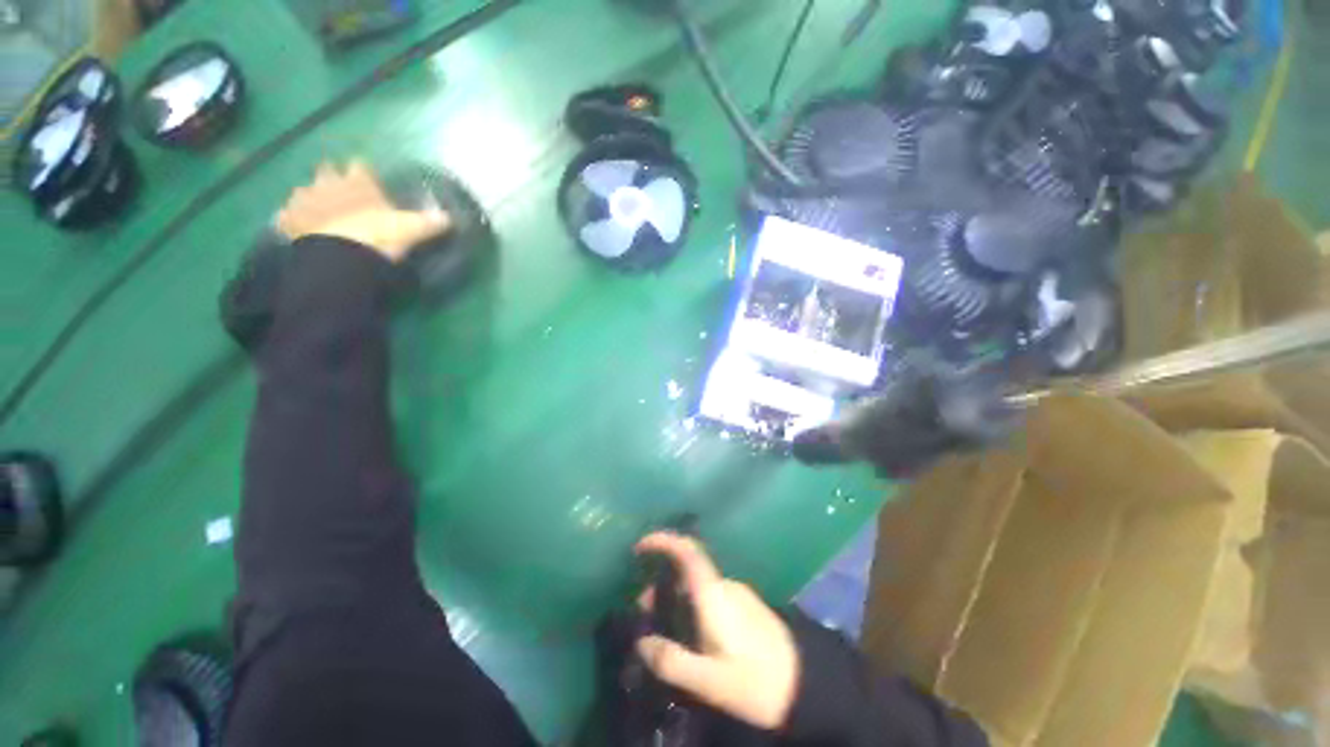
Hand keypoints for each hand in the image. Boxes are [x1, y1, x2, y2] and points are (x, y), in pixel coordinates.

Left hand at [277, 161, 450, 261]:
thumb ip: (428, 222)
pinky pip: (285, 216)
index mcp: (357, 181)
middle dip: (331, 177)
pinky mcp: (289, 221)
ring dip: (309, 197)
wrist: (341, 255)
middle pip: (326, 170)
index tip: (368, 178)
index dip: (363, 171)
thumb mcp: (410, 230)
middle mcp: (328, 183)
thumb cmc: (378, 235)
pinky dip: (290, 220)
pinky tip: (295, 227)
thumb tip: (450, 218)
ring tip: (317, 210)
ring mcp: (305, 200)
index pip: (359, 166)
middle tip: (340, 190)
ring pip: (303, 190)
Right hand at [635, 532, 799, 730]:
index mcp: (714, 593)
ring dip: (677, 597)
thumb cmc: (756, 680)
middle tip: (645, 612)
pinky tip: (691, 633)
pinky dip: (693, 604)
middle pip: (687, 570)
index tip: (640, 546)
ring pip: (699, 585)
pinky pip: (710, 595)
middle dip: (662, 583)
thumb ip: (672, 660)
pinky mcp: (746, 606)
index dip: (663, 540)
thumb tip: (641, 643)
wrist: (806, 684)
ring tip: (665, 630)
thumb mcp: (709, 680)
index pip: (688, 551)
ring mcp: (738, 594)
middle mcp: (725, 585)